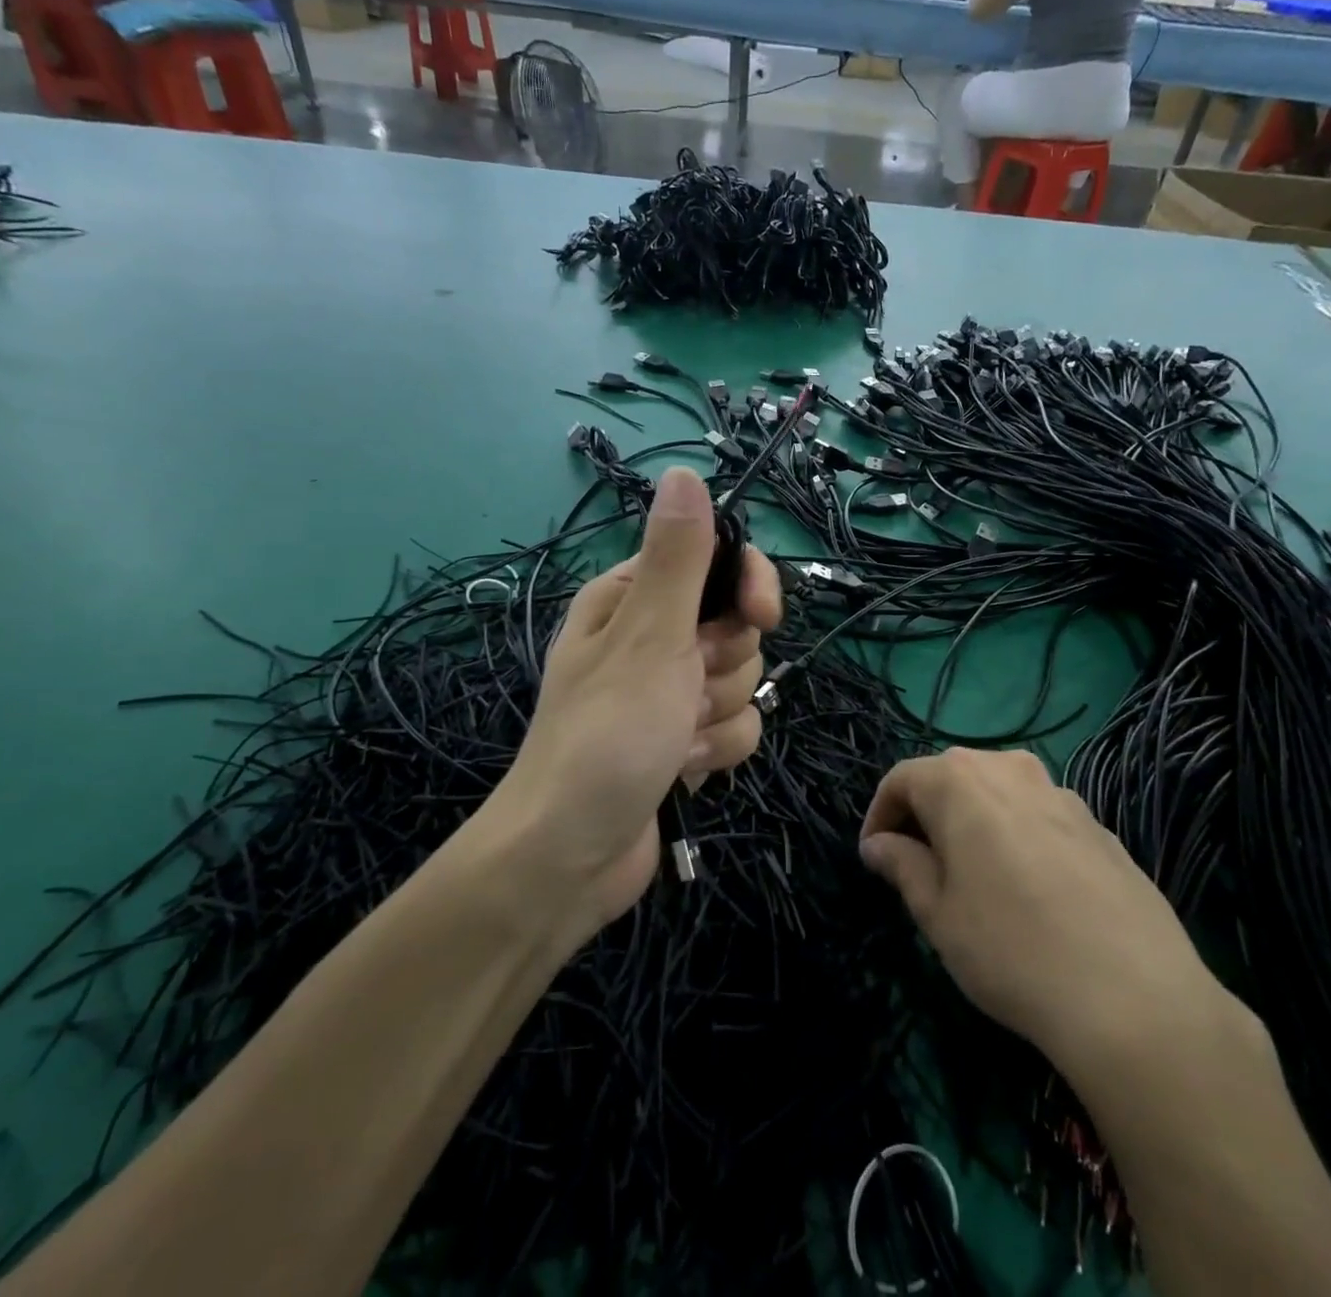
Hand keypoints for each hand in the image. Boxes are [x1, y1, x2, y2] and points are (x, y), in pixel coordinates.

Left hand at [498, 467, 780, 938]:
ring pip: (741, 680)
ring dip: (718, 716)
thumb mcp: (647, 637)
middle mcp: (649, 638)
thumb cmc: (606, 736)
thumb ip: (678, 558)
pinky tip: (680, 772)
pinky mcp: (682, 740)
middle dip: (722, 666)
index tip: (761, 616)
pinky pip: (735, 726)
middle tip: (683, 692)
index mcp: (630, 598)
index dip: (747, 585)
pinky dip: (715, 751)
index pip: (714, 560)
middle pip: (736, 626)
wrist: (569, 858)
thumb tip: (685, 473)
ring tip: (674, 740)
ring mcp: (667, 692)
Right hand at [860, 748, 1239, 1091]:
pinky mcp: (1100, 826)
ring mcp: (1062, 794)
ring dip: (973, 823)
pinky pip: (1039, 817)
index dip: (880, 815)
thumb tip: (879, 844)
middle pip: (951, 778)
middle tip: (917, 866)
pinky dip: (1017, 837)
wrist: (1137, 999)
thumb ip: (902, 866)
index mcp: (960, 781)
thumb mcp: (937, 914)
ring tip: (972, 877)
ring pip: (998, 795)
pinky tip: (1029, 891)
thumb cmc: (1011, 950)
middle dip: (926, 815)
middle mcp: (1011, 770)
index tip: (874, 857)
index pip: (901, 779)